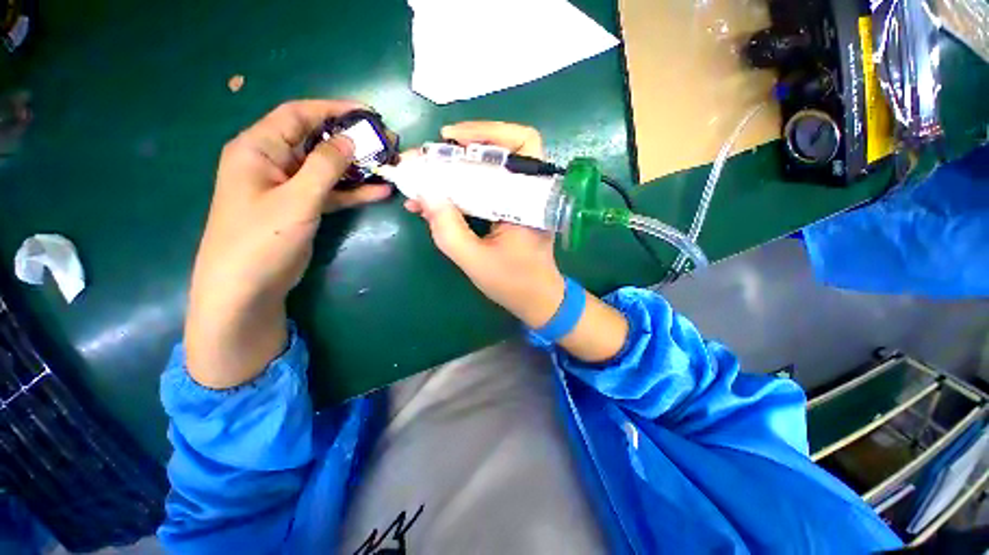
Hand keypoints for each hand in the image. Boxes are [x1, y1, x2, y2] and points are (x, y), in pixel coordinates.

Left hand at [186, 100, 390, 387]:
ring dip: (357, 167)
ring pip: (327, 167)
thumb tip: (350, 140)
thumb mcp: (295, 200)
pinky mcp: (303, 207)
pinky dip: (353, 191)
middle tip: (386, 141)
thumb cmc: (261, 239)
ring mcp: (289, 186)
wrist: (246, 288)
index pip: (298, 115)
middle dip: (351, 139)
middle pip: (316, 140)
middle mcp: (272, 161)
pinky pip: (331, 192)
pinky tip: (379, 191)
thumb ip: (324, 168)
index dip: (332, 109)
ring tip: (389, 163)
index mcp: (258, 149)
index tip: (368, 112)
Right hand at [404, 122, 565, 328]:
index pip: (520, 143)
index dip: (486, 131)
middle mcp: (530, 193)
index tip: (449, 137)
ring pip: (489, 170)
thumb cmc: (513, 283)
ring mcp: (519, 201)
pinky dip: (460, 189)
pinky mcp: (510, 211)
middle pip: (501, 151)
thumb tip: (424, 193)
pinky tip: (434, 199)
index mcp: (531, 199)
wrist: (537, 300)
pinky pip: (485, 190)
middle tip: (430, 157)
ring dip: (456, 170)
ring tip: (425, 178)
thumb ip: (448, 229)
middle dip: (461, 150)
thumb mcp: (475, 261)